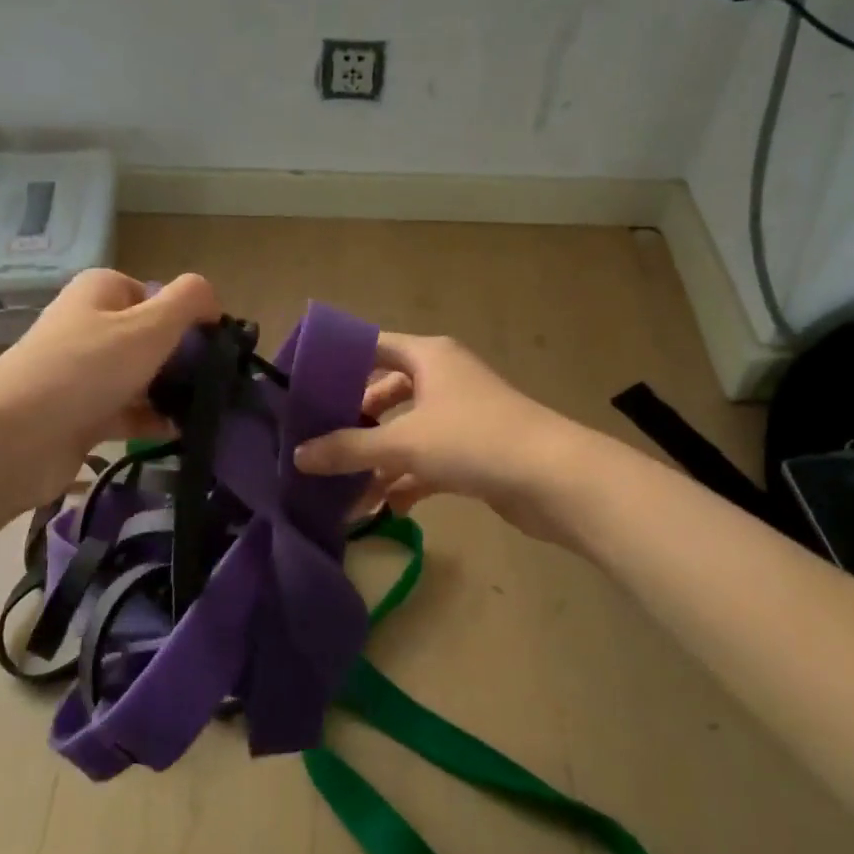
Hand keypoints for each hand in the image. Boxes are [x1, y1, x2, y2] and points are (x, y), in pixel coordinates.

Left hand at [0, 269, 218, 510]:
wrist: (15, 438)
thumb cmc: (87, 368)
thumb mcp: (149, 325)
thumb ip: (188, 302)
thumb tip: (212, 299)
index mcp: (102, 291)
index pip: (157, 294)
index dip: (188, 317)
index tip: (215, 346)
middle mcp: (90, 325)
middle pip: (151, 337)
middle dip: (184, 359)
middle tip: (218, 382)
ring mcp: (84, 372)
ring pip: (141, 377)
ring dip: (172, 393)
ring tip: (209, 411)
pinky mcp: (81, 414)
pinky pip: (129, 412)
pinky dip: (154, 421)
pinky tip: (183, 434)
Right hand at [293, 332, 582, 538]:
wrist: (554, 479)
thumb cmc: (473, 440)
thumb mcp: (403, 443)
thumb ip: (348, 449)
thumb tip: (299, 456)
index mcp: (429, 357)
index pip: (373, 347)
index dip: (339, 363)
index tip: (305, 387)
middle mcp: (444, 378)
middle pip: (387, 392)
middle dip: (355, 420)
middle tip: (319, 441)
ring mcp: (461, 416)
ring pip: (407, 432)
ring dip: (378, 459)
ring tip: (343, 489)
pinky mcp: (474, 451)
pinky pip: (427, 460)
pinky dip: (405, 480)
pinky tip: (383, 507)